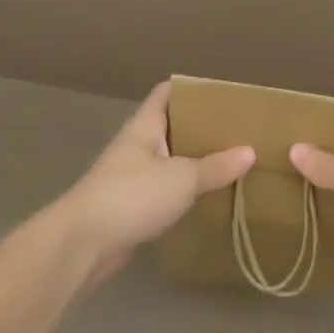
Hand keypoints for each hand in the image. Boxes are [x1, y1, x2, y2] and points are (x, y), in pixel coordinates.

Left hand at [54, 82, 254, 282]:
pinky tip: (209, 194)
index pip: (166, 93)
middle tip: (238, 129)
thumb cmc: (131, 195)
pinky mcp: (132, 206)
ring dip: (195, 160)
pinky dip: (185, 189)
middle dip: (202, 127)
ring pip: (170, 159)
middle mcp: (137, 146)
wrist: (82, 243)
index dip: (192, 89)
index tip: (223, 94)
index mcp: (144, 126)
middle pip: (172, 126)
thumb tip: (250, 152)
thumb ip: (216, 166)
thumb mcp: (181, 178)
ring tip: (231, 160)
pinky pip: (165, 189)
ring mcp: (132, 176)